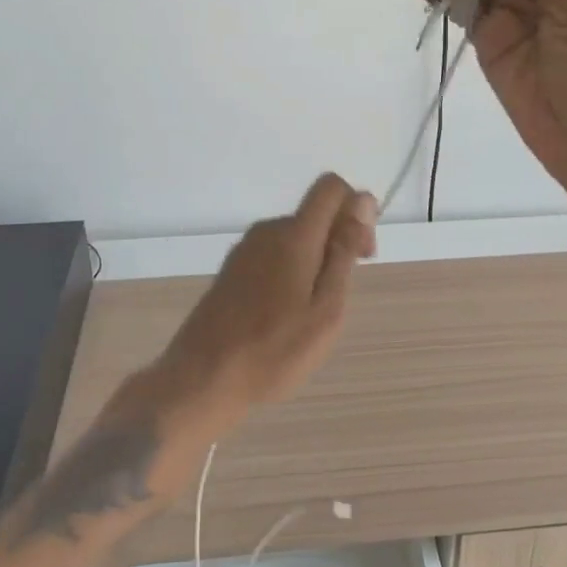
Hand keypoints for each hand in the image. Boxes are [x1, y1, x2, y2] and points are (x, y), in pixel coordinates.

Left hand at [161, 174, 378, 422]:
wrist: (202, 378)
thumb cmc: (274, 350)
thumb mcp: (326, 309)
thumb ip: (344, 252)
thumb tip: (362, 202)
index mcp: (294, 235)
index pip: (331, 187)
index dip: (356, 207)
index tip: (363, 251)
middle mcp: (267, 231)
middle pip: (315, 214)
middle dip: (340, 240)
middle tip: (342, 294)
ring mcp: (245, 249)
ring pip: (296, 236)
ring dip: (316, 259)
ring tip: (313, 313)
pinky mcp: (232, 269)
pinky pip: (275, 253)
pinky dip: (292, 270)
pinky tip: (286, 314)